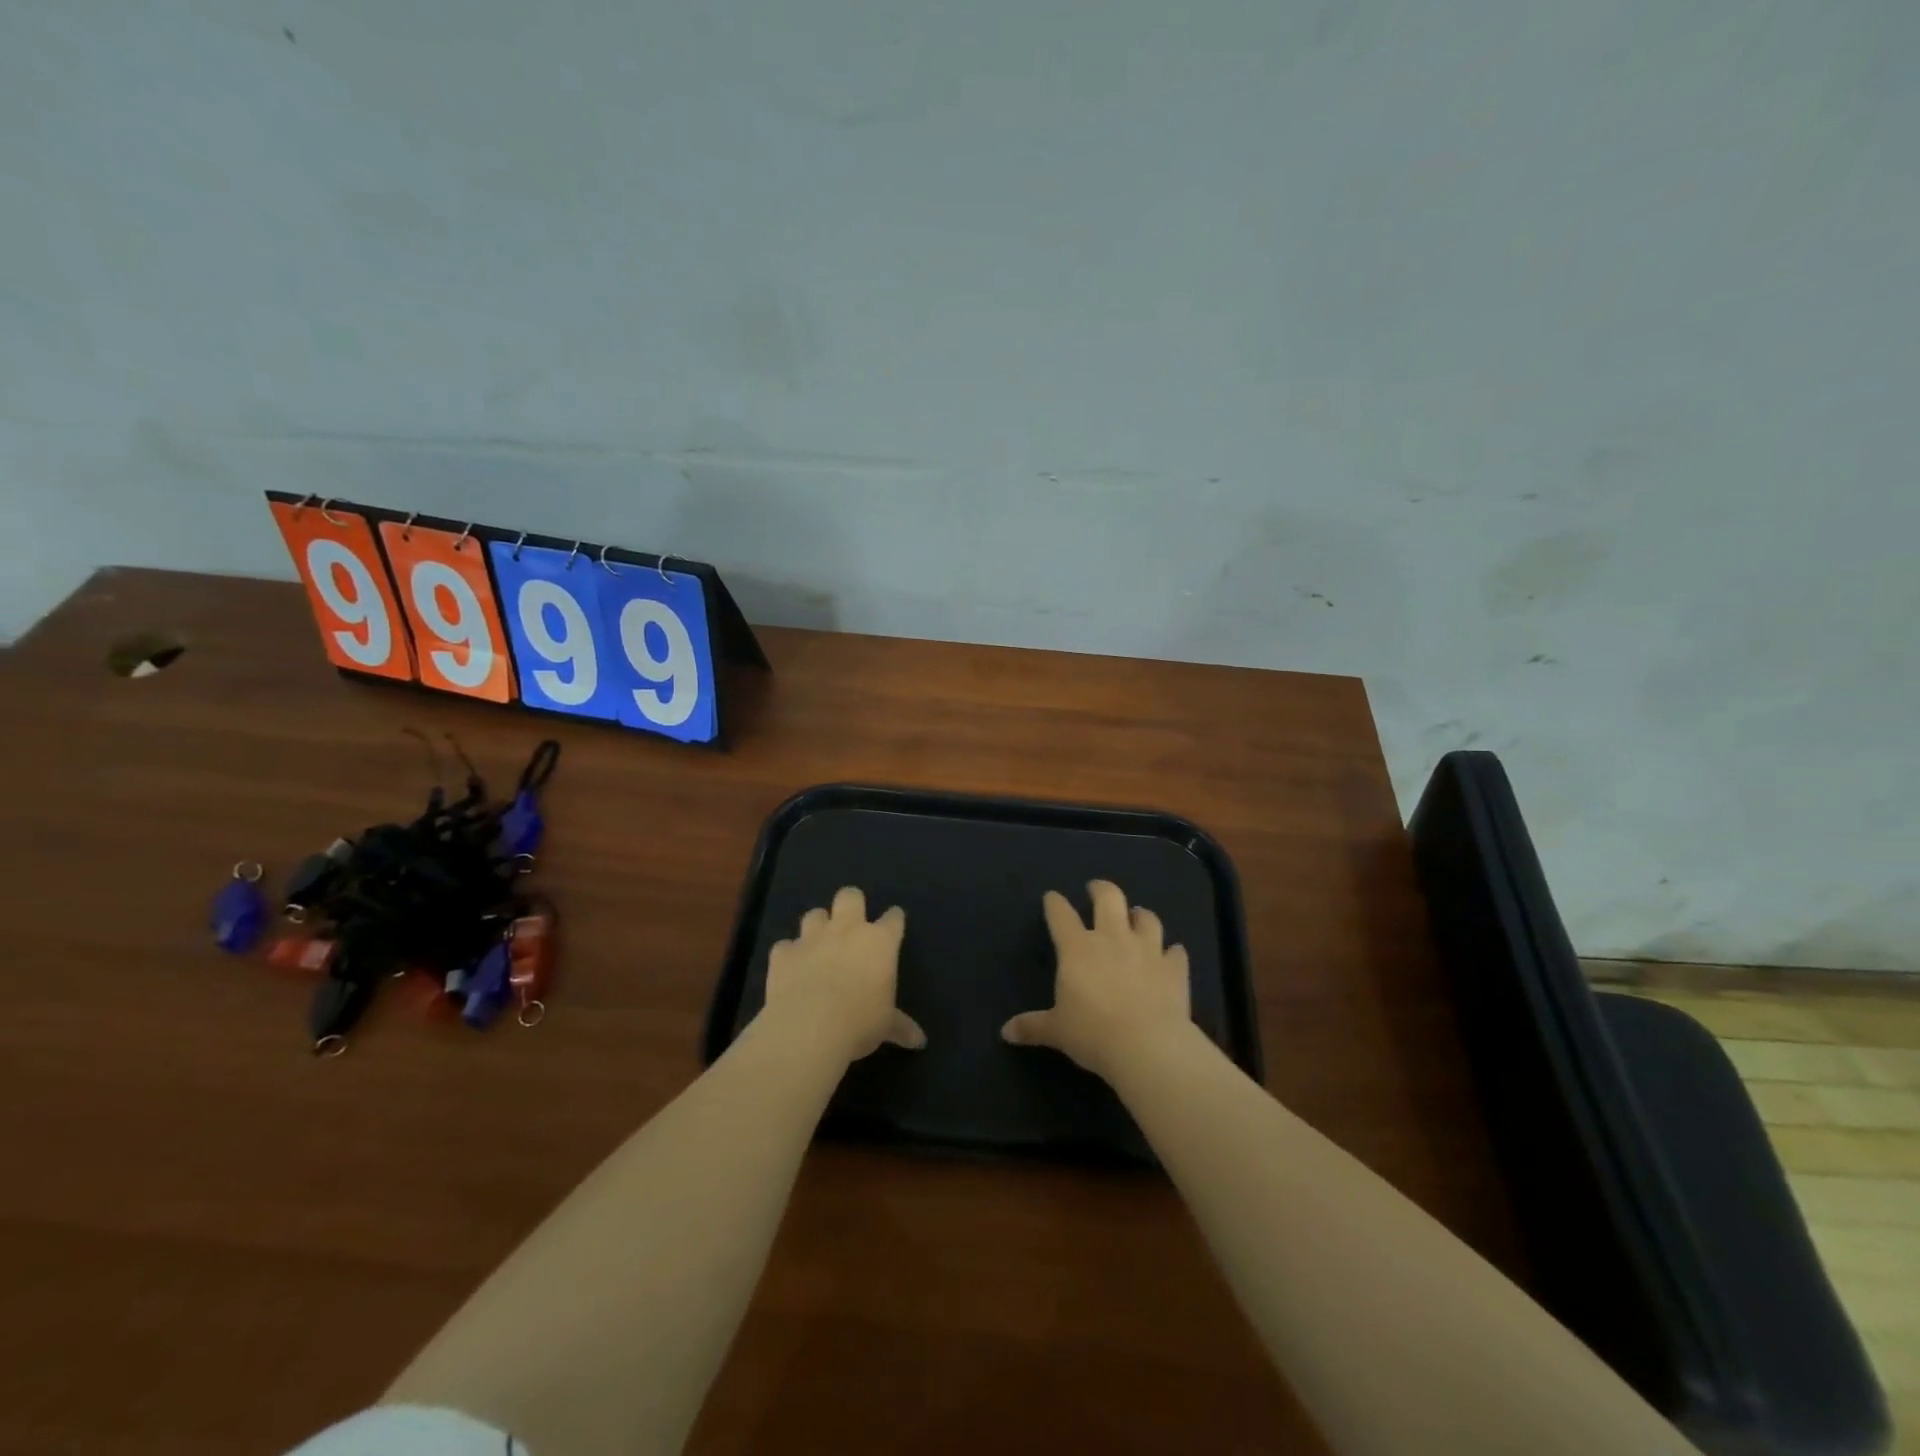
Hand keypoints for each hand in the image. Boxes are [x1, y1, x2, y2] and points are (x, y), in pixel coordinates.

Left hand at [762, 886, 926, 1063]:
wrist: (809, 1028)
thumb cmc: (860, 1022)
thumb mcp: (886, 1026)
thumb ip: (901, 1026)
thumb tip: (920, 1041)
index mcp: (879, 942)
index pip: (893, 918)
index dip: (894, 920)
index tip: (894, 924)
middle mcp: (847, 930)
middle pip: (850, 896)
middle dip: (851, 904)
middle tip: (851, 923)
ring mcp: (812, 938)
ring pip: (814, 914)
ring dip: (817, 926)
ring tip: (818, 944)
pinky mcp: (783, 953)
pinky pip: (785, 945)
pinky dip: (788, 954)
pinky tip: (789, 968)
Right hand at [1001, 880, 1191, 1081]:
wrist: (1147, 1045)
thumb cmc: (1092, 1034)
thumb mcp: (1056, 1031)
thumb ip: (1032, 1026)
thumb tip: (1006, 1032)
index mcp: (1077, 949)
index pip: (1061, 915)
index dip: (1054, 903)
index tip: (1052, 897)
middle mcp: (1112, 939)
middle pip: (1109, 898)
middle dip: (1101, 889)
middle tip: (1096, 889)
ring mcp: (1147, 950)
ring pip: (1147, 918)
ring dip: (1141, 915)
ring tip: (1137, 915)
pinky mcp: (1174, 968)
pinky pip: (1176, 952)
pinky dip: (1172, 952)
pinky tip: (1171, 955)